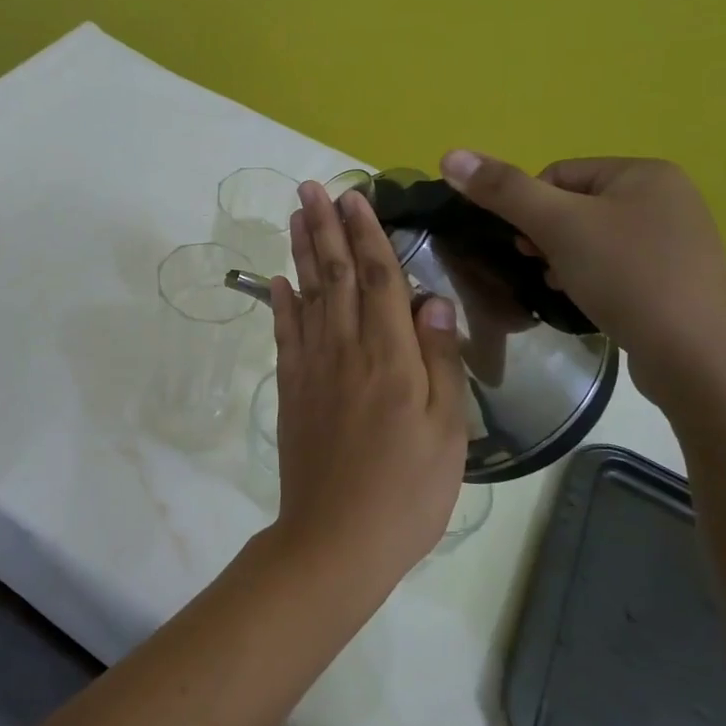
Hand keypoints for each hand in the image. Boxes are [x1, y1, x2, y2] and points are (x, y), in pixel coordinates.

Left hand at [265, 183, 469, 586]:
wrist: (337, 538)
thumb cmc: (407, 491)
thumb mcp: (448, 431)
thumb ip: (440, 360)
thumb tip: (432, 299)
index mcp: (391, 356)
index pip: (378, 279)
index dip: (367, 234)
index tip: (356, 197)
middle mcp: (346, 349)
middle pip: (334, 275)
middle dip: (325, 227)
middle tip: (312, 187)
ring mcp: (312, 367)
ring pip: (306, 295)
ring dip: (302, 251)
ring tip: (296, 215)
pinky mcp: (291, 388)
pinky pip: (284, 334)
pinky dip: (280, 302)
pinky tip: (278, 279)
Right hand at [438, 153, 725, 402]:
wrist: (699, 358)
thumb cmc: (627, 277)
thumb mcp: (557, 226)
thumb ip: (503, 190)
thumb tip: (449, 154)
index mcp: (644, 172)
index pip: (558, 174)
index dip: (529, 208)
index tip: (527, 245)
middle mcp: (666, 197)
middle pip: (574, 206)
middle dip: (547, 237)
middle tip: (542, 267)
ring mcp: (676, 240)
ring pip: (592, 238)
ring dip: (564, 260)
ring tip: (563, 288)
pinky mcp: (676, 279)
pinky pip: (616, 266)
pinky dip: (591, 279)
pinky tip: (588, 302)